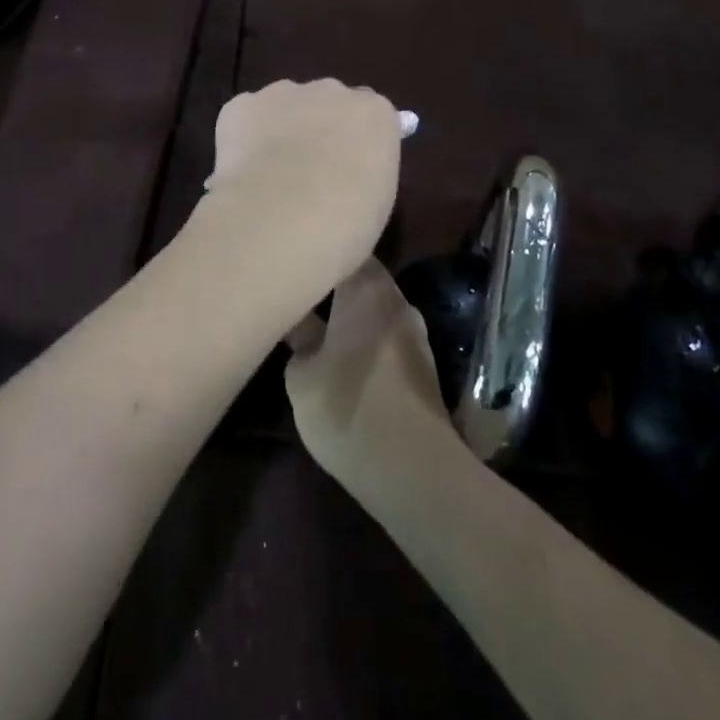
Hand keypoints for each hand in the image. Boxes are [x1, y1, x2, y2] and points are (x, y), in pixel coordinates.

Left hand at [198, 79, 402, 308]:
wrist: (278, 221)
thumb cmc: (343, 225)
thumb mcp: (375, 202)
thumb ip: (364, 172)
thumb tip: (347, 171)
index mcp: (374, 114)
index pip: (370, 115)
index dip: (356, 141)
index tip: (347, 167)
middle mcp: (331, 91)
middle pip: (327, 102)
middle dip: (319, 127)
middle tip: (308, 171)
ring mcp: (283, 93)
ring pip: (284, 104)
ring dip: (280, 128)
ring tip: (269, 174)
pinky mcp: (241, 105)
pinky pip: (246, 116)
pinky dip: (244, 137)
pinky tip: (243, 170)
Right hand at [285, 258, 464, 494]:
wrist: (413, 470)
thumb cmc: (346, 407)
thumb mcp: (301, 376)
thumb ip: (299, 339)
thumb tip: (301, 325)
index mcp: (366, 288)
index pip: (345, 249)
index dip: (319, 252)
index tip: (296, 259)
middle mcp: (396, 300)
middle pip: (362, 278)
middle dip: (334, 283)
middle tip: (301, 291)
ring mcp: (415, 333)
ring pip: (375, 309)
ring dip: (351, 314)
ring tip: (319, 324)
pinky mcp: (423, 365)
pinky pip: (386, 336)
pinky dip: (366, 339)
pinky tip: (346, 357)